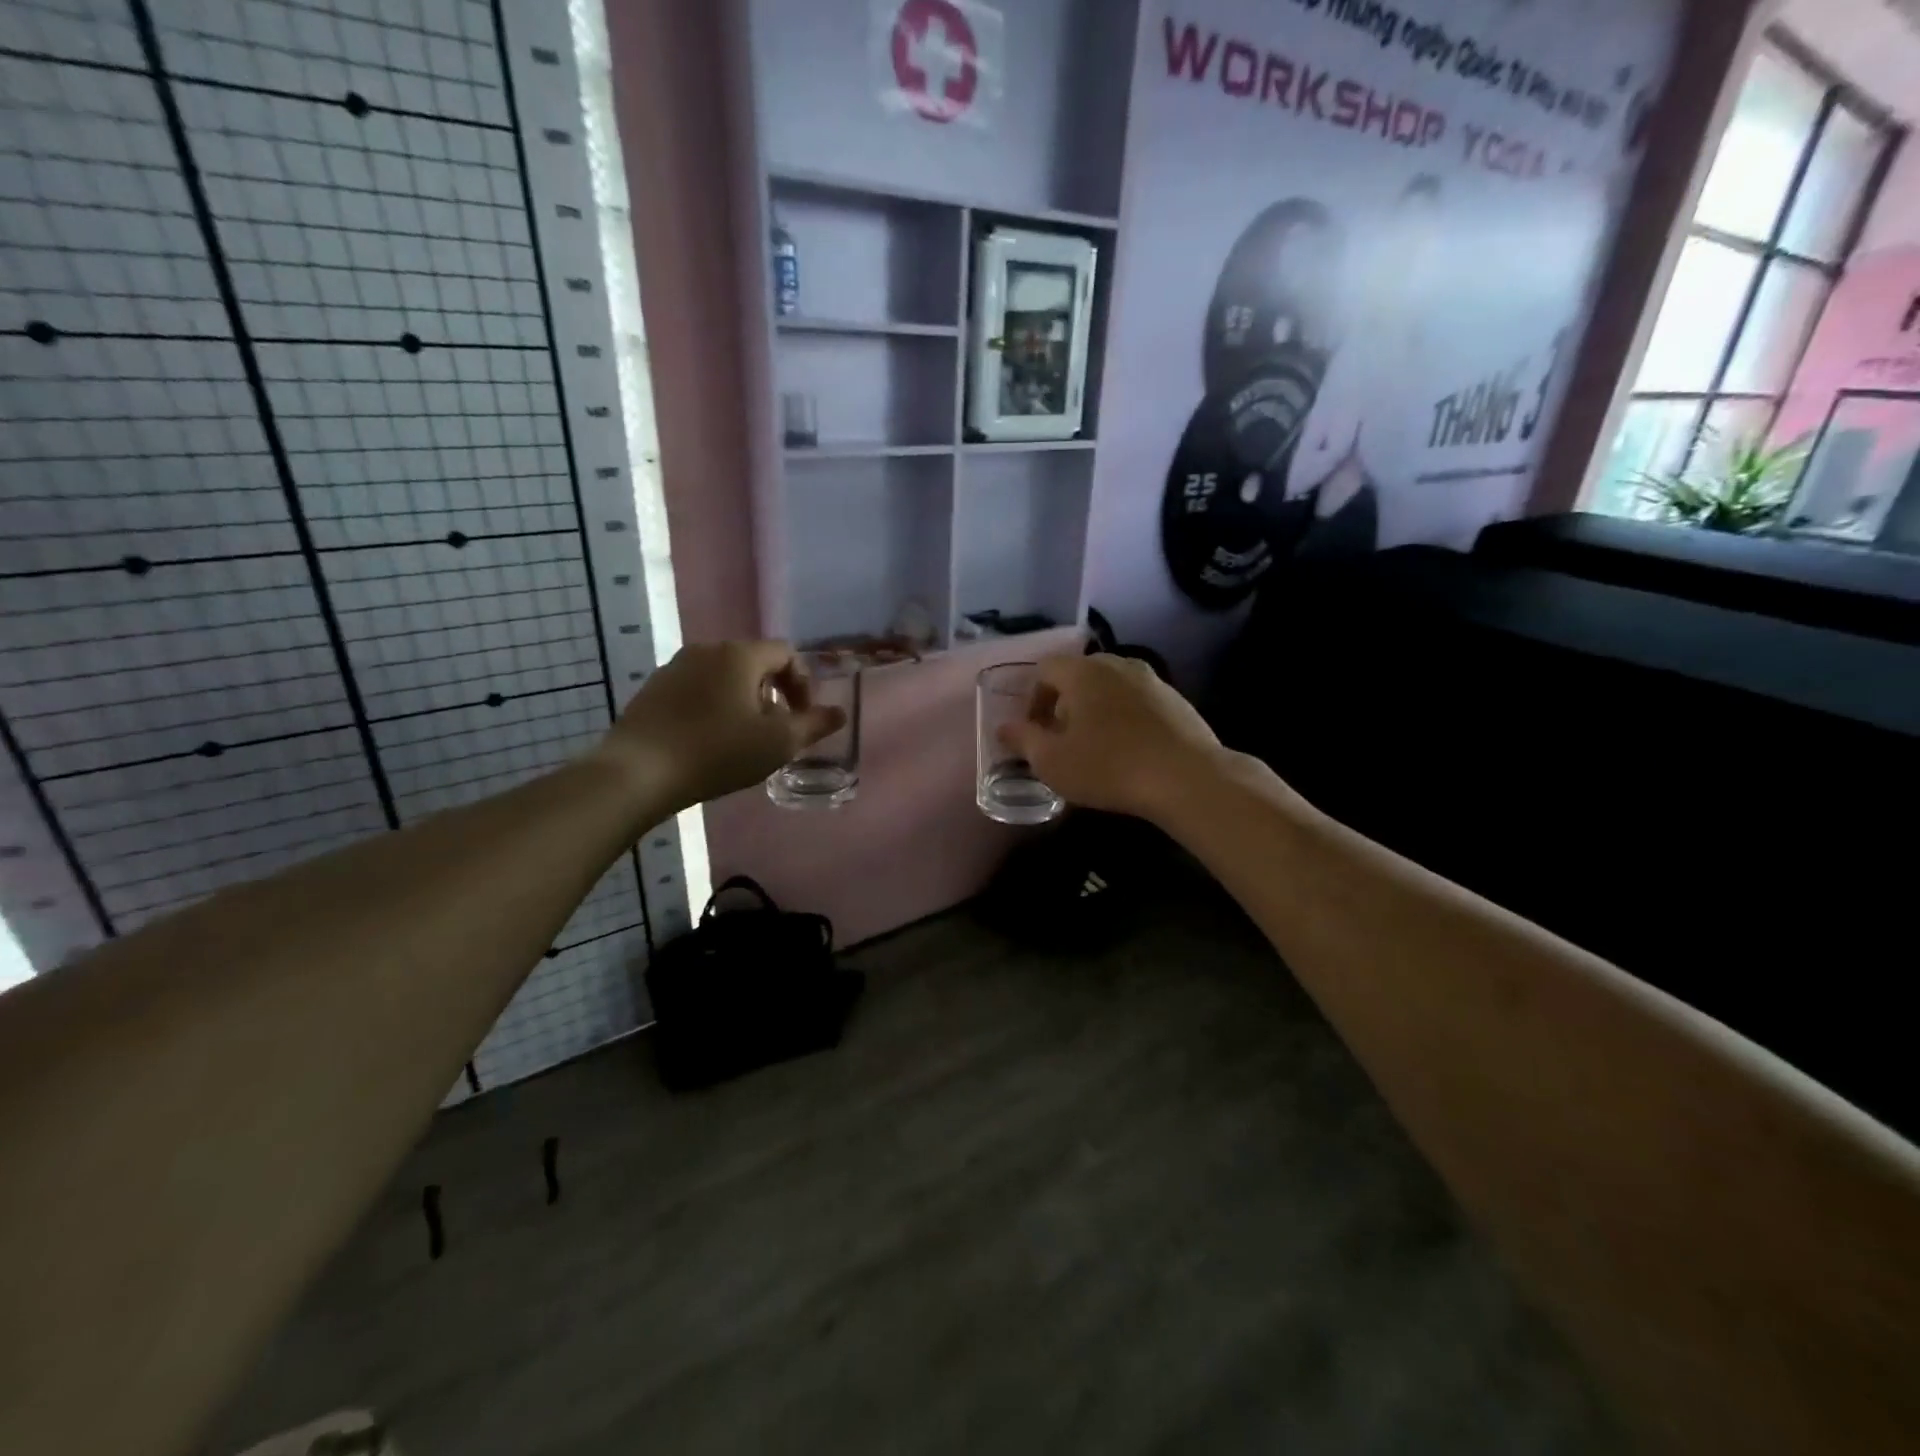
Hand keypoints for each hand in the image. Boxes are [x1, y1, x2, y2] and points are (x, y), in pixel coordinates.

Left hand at [597, 641, 844, 812]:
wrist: (638, 772)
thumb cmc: (717, 752)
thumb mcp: (777, 743)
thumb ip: (814, 725)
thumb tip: (840, 713)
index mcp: (740, 655)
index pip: (786, 652)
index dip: (803, 683)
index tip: (802, 718)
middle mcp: (707, 650)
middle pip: (755, 662)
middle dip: (774, 693)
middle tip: (776, 731)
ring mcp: (674, 667)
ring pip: (724, 676)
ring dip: (744, 701)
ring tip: (744, 738)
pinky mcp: (653, 690)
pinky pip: (697, 690)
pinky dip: (714, 707)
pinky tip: (709, 740)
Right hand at [998, 654, 1224, 822]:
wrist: (1187, 778)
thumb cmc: (1108, 766)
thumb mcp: (1052, 761)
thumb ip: (1023, 740)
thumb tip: (1004, 728)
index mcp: (1082, 671)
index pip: (1044, 669)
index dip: (1032, 699)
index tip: (1035, 732)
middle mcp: (1117, 664)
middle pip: (1078, 675)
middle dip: (1063, 704)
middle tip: (1062, 739)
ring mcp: (1151, 679)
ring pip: (1110, 687)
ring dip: (1095, 710)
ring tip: (1095, 747)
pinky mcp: (1176, 699)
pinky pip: (1137, 701)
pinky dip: (1124, 718)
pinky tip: (1129, 750)